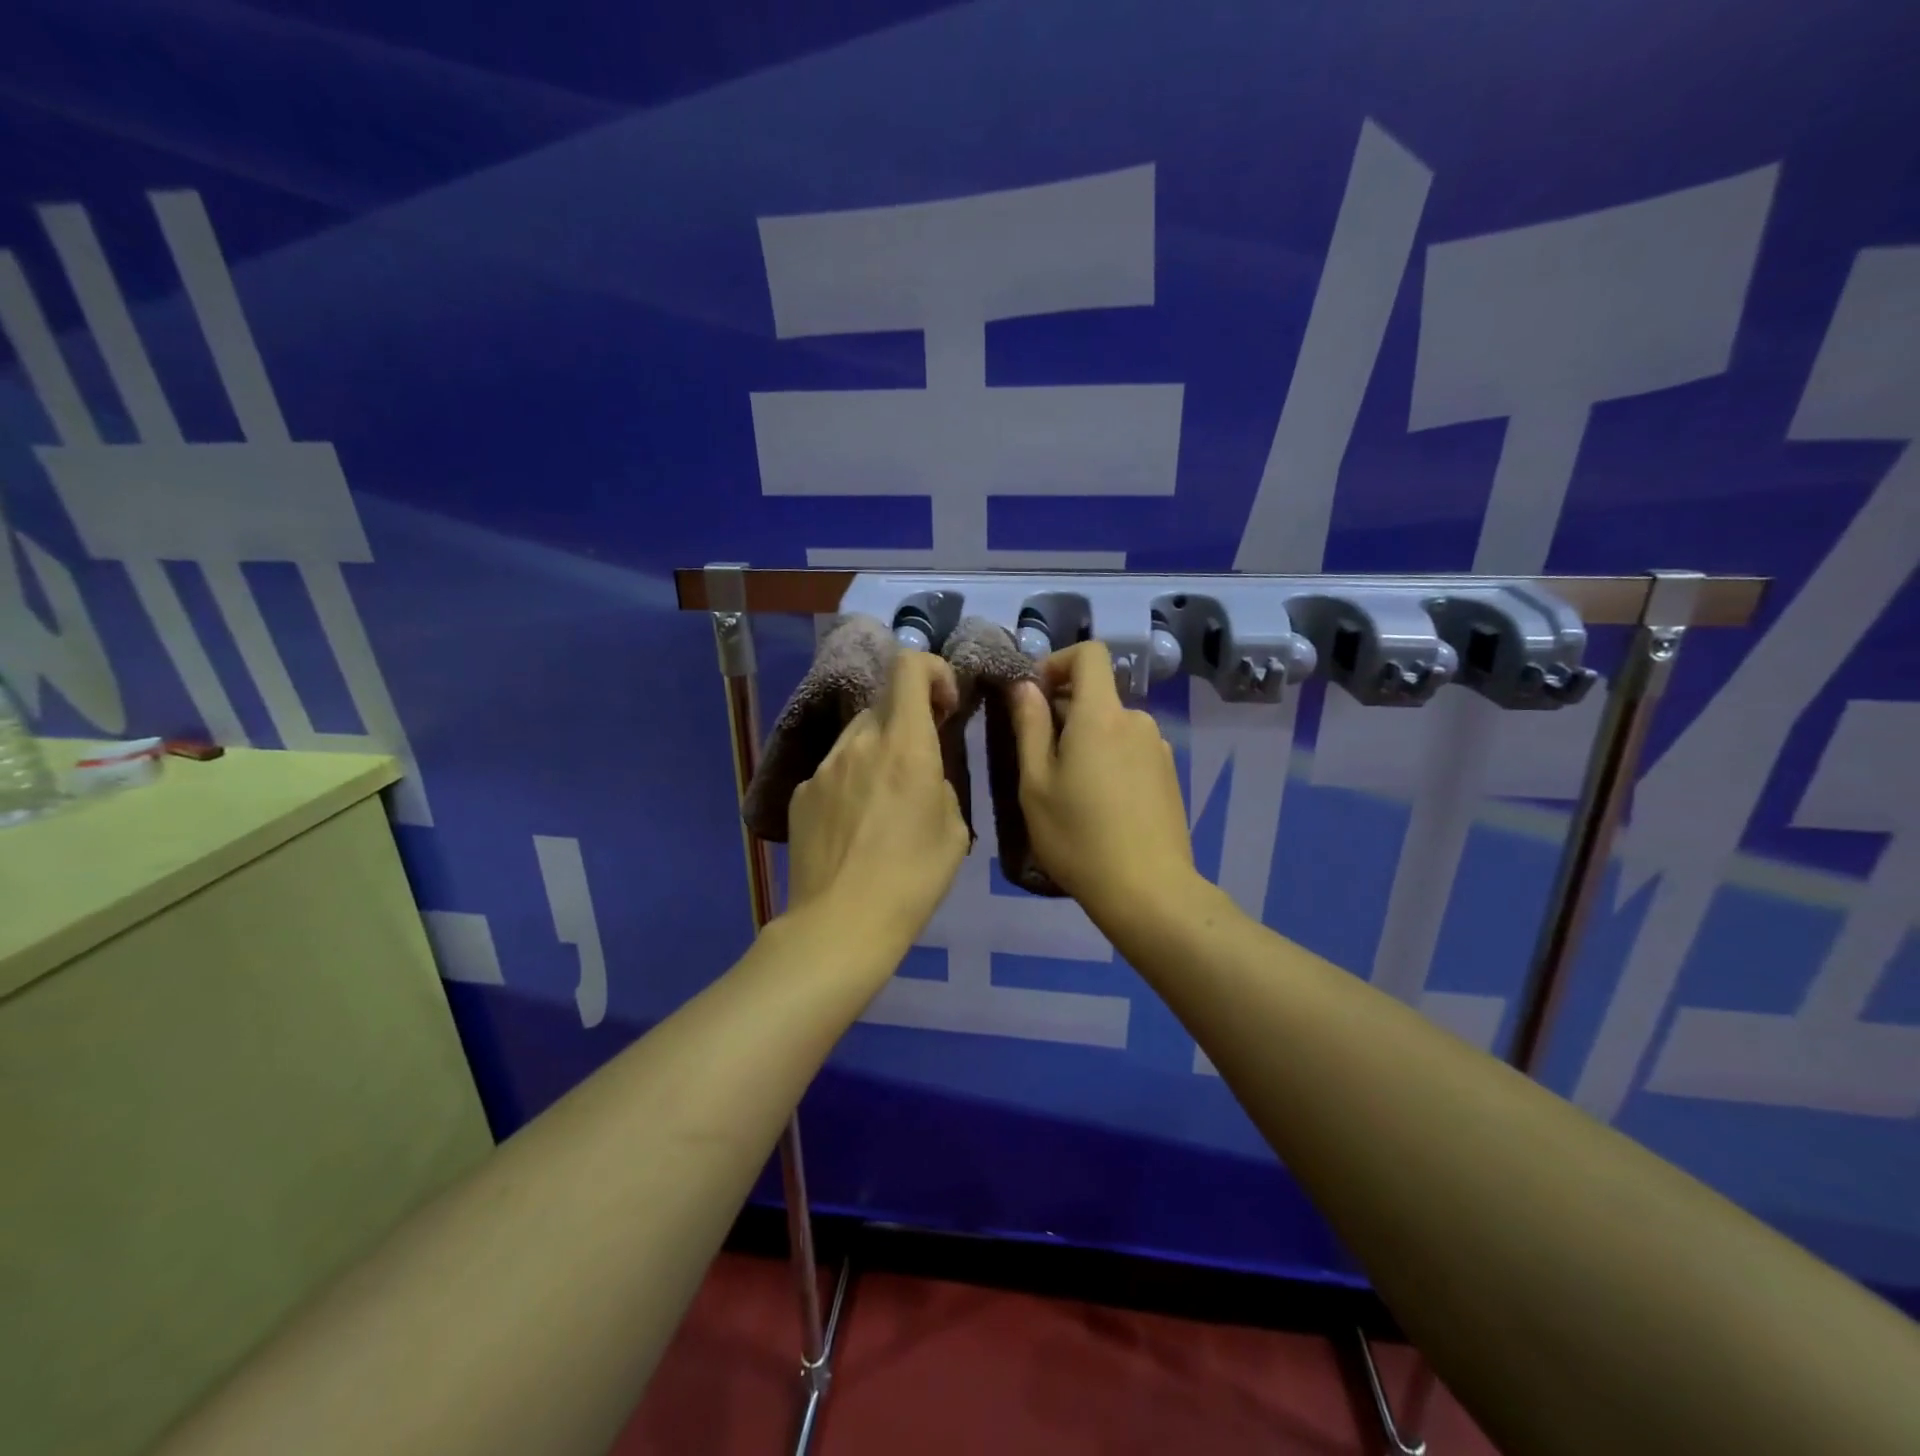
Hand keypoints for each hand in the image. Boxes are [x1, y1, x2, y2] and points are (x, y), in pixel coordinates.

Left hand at [785, 650, 970, 951]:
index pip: (909, 667)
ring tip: (883, 804)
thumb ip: (939, 784)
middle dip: (907, 724)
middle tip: (918, 766)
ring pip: (857, 738)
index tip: (944, 705)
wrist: (841, 924)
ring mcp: (823, 767)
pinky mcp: (800, 793)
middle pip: (884, 705)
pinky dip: (850, 782)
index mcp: (905, 746)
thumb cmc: (912, 879)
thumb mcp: (954, 831)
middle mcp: (860, 743)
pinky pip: (833, 771)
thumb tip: (923, 774)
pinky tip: (853, 827)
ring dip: (877, 753)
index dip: (932, 671)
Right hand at [1009, 641, 1200, 929]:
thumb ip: (1029, 726)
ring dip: (1088, 740)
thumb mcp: (1036, 783)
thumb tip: (1026, 686)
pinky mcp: (1170, 774)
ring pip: (1113, 726)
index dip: (1058, 662)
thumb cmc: (1079, 837)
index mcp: (1101, 715)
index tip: (1034, 696)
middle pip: (1097, 695)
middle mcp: (1137, 720)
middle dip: (1064, 712)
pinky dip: (1110, 760)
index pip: (1090, 654)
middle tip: (1040, 760)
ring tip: (1070, 790)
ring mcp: (1159, 748)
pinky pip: (1131, 750)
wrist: (1148, 890)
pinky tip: (1101, 806)